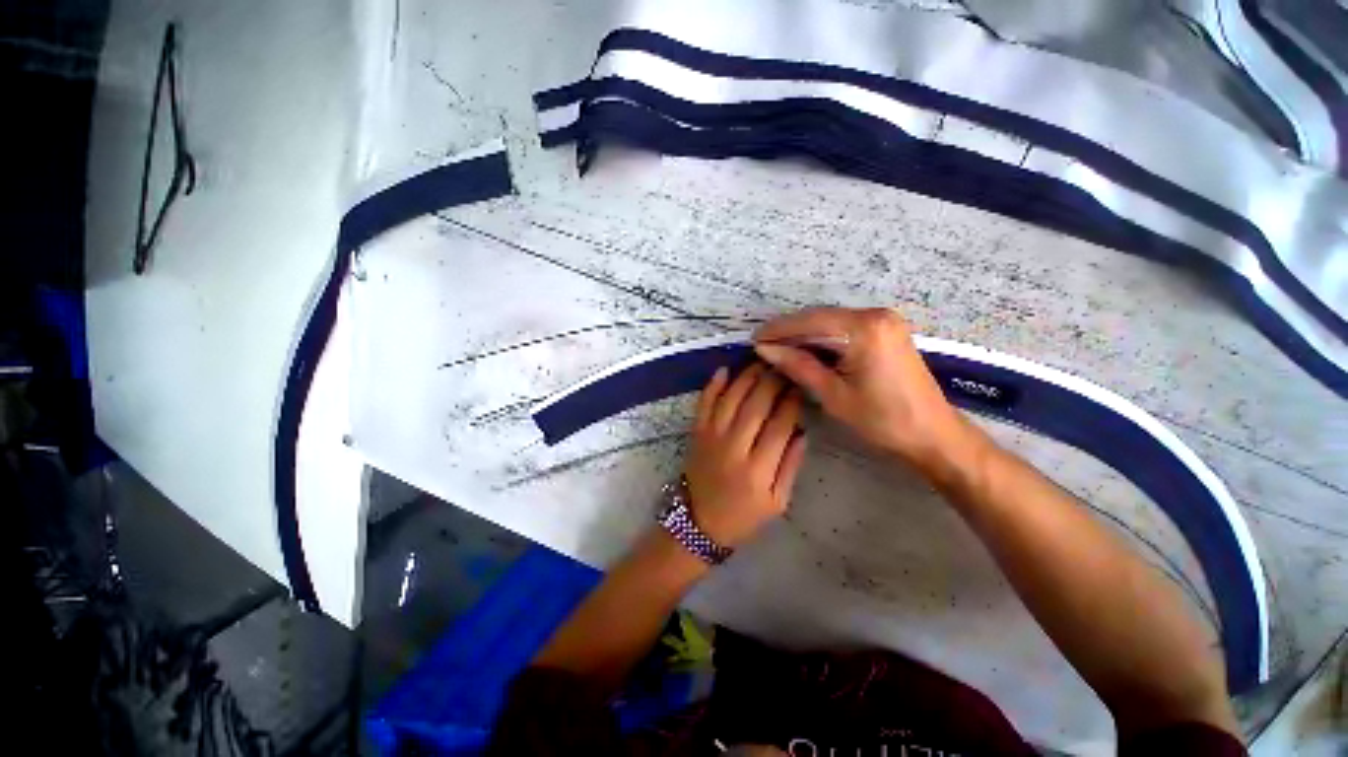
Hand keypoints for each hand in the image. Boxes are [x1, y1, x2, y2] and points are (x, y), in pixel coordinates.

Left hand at [683, 363, 808, 548]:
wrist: (698, 523)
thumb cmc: (743, 516)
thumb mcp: (777, 502)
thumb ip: (791, 466)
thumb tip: (802, 431)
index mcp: (758, 470)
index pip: (779, 425)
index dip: (792, 402)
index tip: (801, 385)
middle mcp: (733, 447)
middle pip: (755, 405)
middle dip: (772, 381)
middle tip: (785, 366)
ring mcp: (711, 437)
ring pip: (731, 399)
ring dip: (746, 377)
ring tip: (762, 362)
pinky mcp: (696, 432)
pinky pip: (704, 403)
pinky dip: (713, 385)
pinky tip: (724, 369)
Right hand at [753, 307, 973, 475]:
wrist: (933, 435)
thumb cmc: (882, 419)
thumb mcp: (833, 394)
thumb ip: (798, 366)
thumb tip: (765, 349)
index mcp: (865, 328)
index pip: (810, 321)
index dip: (779, 330)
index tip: (754, 340)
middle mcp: (876, 315)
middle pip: (820, 317)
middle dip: (789, 331)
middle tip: (763, 346)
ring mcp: (884, 321)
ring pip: (831, 322)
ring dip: (804, 335)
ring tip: (778, 350)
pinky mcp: (887, 331)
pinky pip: (845, 329)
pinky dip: (823, 339)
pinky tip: (806, 351)